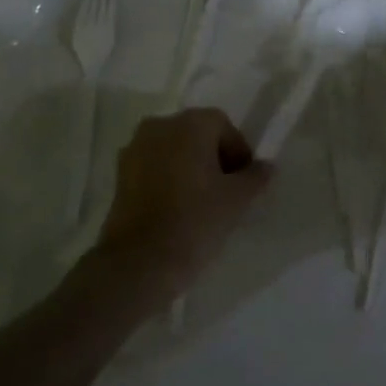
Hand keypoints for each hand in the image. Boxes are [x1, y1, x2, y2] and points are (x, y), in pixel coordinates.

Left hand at [91, 108, 269, 305]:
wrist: (138, 262)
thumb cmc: (195, 221)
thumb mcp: (236, 200)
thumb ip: (255, 177)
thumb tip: (266, 166)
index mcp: (190, 123)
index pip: (223, 126)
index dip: (238, 152)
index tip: (244, 182)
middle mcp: (160, 125)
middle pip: (196, 134)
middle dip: (213, 157)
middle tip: (226, 192)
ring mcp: (135, 148)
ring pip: (173, 150)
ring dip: (189, 167)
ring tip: (201, 202)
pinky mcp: (119, 174)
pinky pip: (153, 166)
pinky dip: (167, 179)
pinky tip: (176, 208)